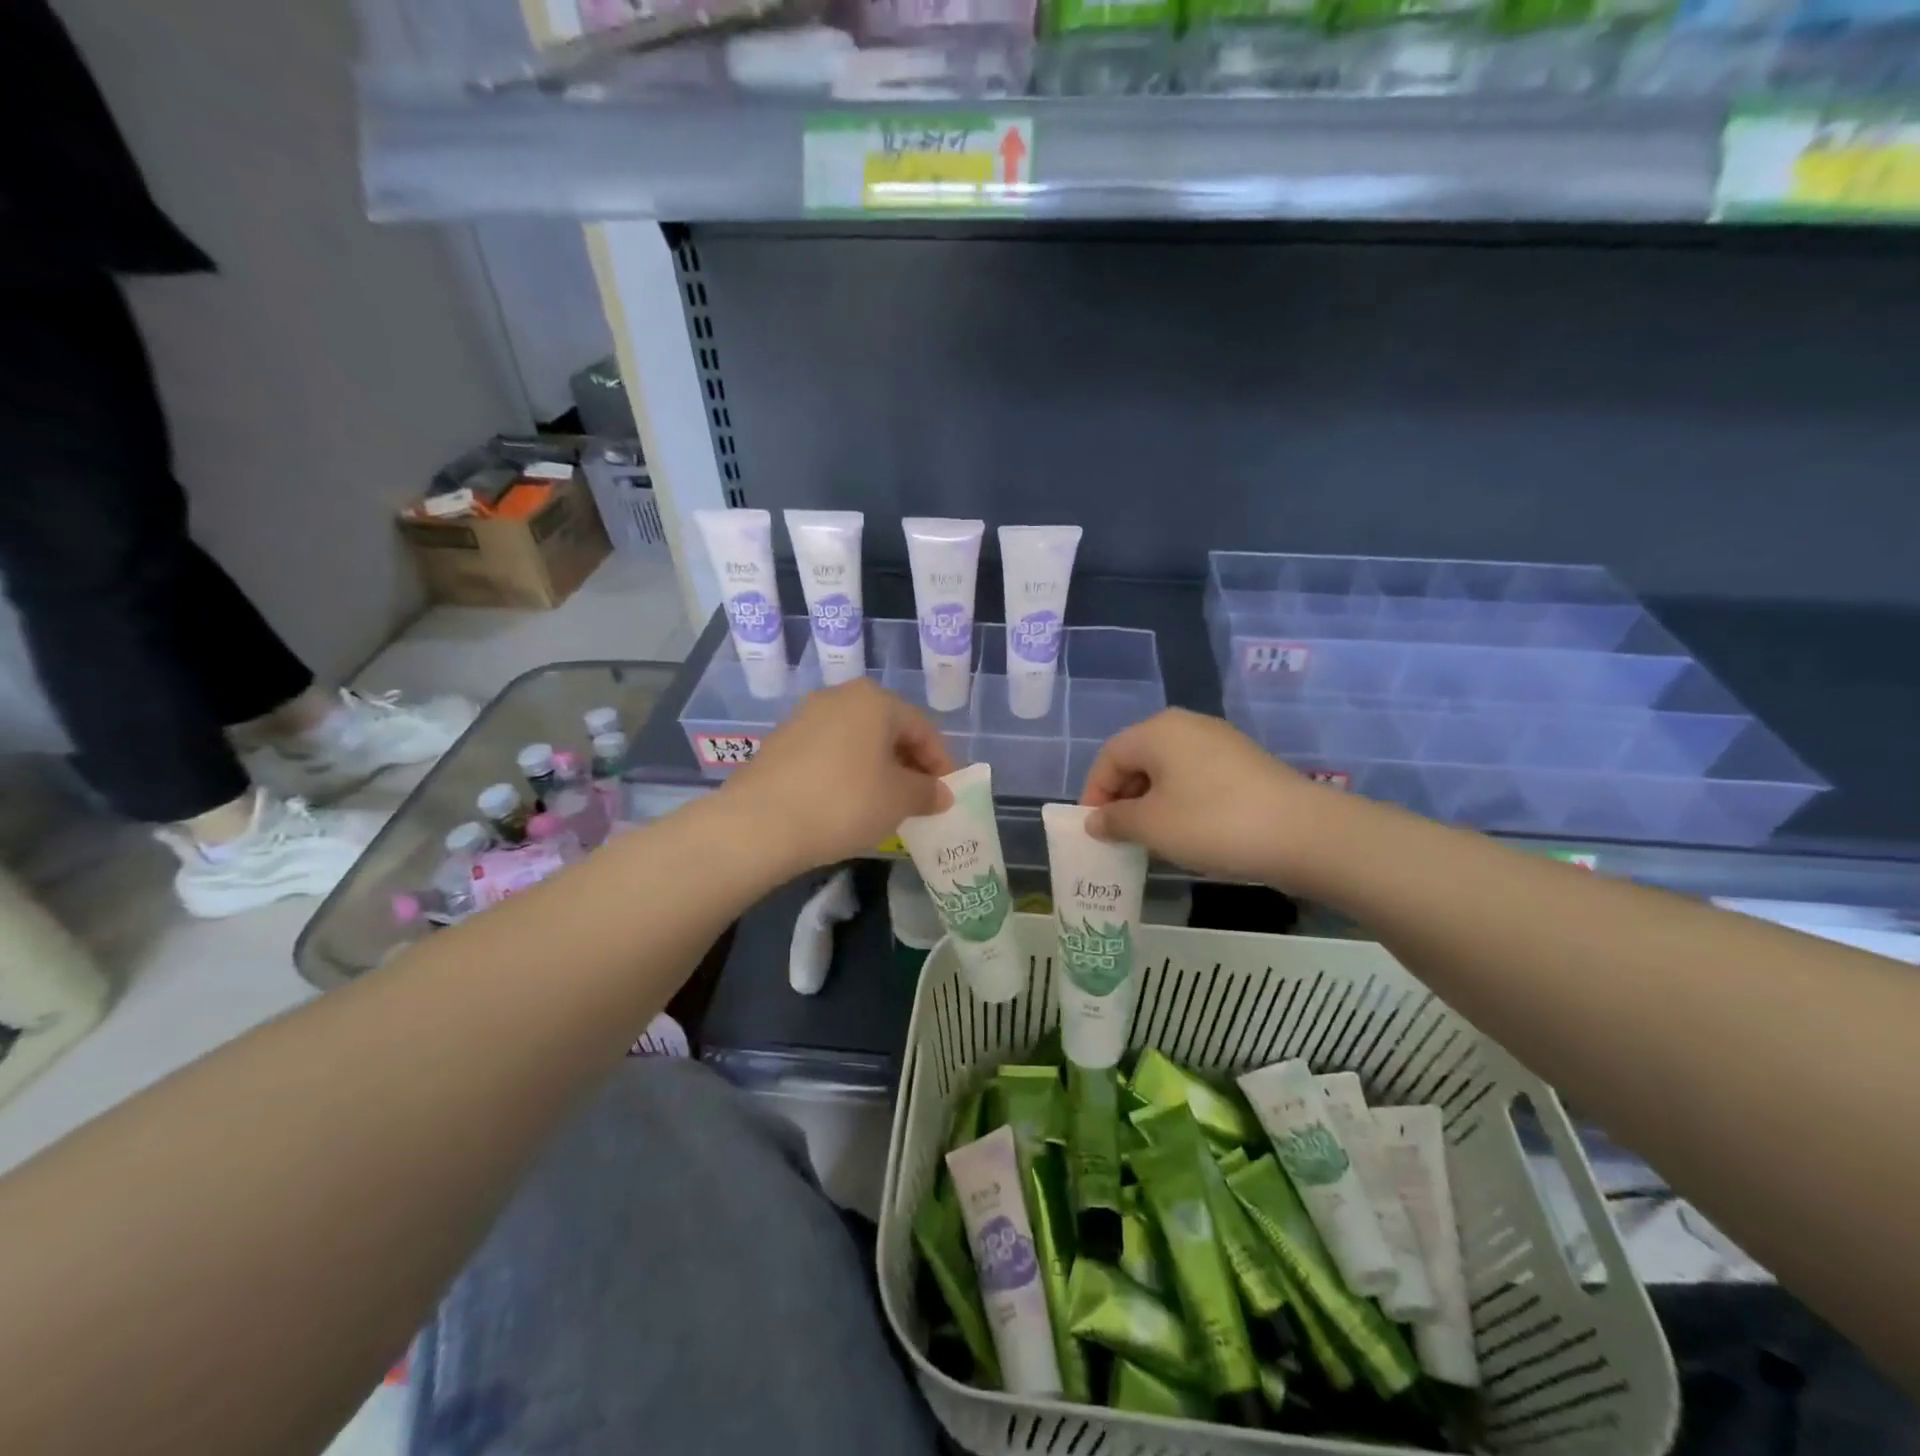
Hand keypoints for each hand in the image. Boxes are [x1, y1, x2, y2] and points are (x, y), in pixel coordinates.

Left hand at [723, 679, 954, 872]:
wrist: (760, 823)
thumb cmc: (844, 802)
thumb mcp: (899, 800)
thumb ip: (927, 792)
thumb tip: (941, 793)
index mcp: (874, 700)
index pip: (922, 728)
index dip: (941, 762)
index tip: (947, 793)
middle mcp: (839, 697)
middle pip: (888, 730)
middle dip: (909, 764)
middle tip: (920, 798)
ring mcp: (804, 717)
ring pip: (857, 741)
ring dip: (877, 769)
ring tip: (885, 803)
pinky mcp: (780, 743)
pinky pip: (829, 753)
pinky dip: (847, 773)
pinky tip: (847, 803)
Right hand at [1081, 708, 1336, 886]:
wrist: (1302, 833)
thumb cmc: (1212, 823)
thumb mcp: (1152, 826)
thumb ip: (1114, 820)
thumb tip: (1095, 821)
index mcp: (1157, 731)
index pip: (1108, 757)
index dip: (1094, 794)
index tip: (1094, 830)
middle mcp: (1186, 726)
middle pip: (1138, 760)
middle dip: (1123, 799)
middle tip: (1120, 837)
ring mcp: (1220, 742)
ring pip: (1167, 771)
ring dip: (1151, 804)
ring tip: (1152, 840)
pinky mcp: (1244, 764)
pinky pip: (1196, 778)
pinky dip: (1181, 802)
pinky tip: (1188, 833)